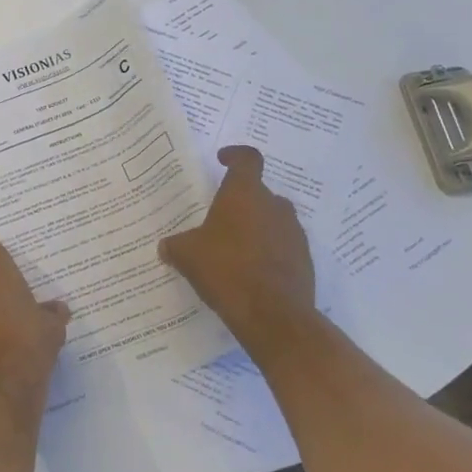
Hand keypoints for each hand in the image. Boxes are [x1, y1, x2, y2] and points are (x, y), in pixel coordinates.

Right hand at [159, 146, 318, 363]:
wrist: (273, 316)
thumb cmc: (226, 270)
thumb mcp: (187, 255)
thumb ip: (175, 246)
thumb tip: (166, 247)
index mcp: (245, 193)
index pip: (248, 159)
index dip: (235, 155)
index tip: (223, 160)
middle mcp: (274, 206)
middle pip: (259, 192)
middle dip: (241, 202)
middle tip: (220, 218)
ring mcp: (294, 233)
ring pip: (272, 219)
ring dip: (256, 227)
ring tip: (234, 248)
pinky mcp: (304, 260)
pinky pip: (283, 246)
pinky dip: (268, 251)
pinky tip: (250, 272)